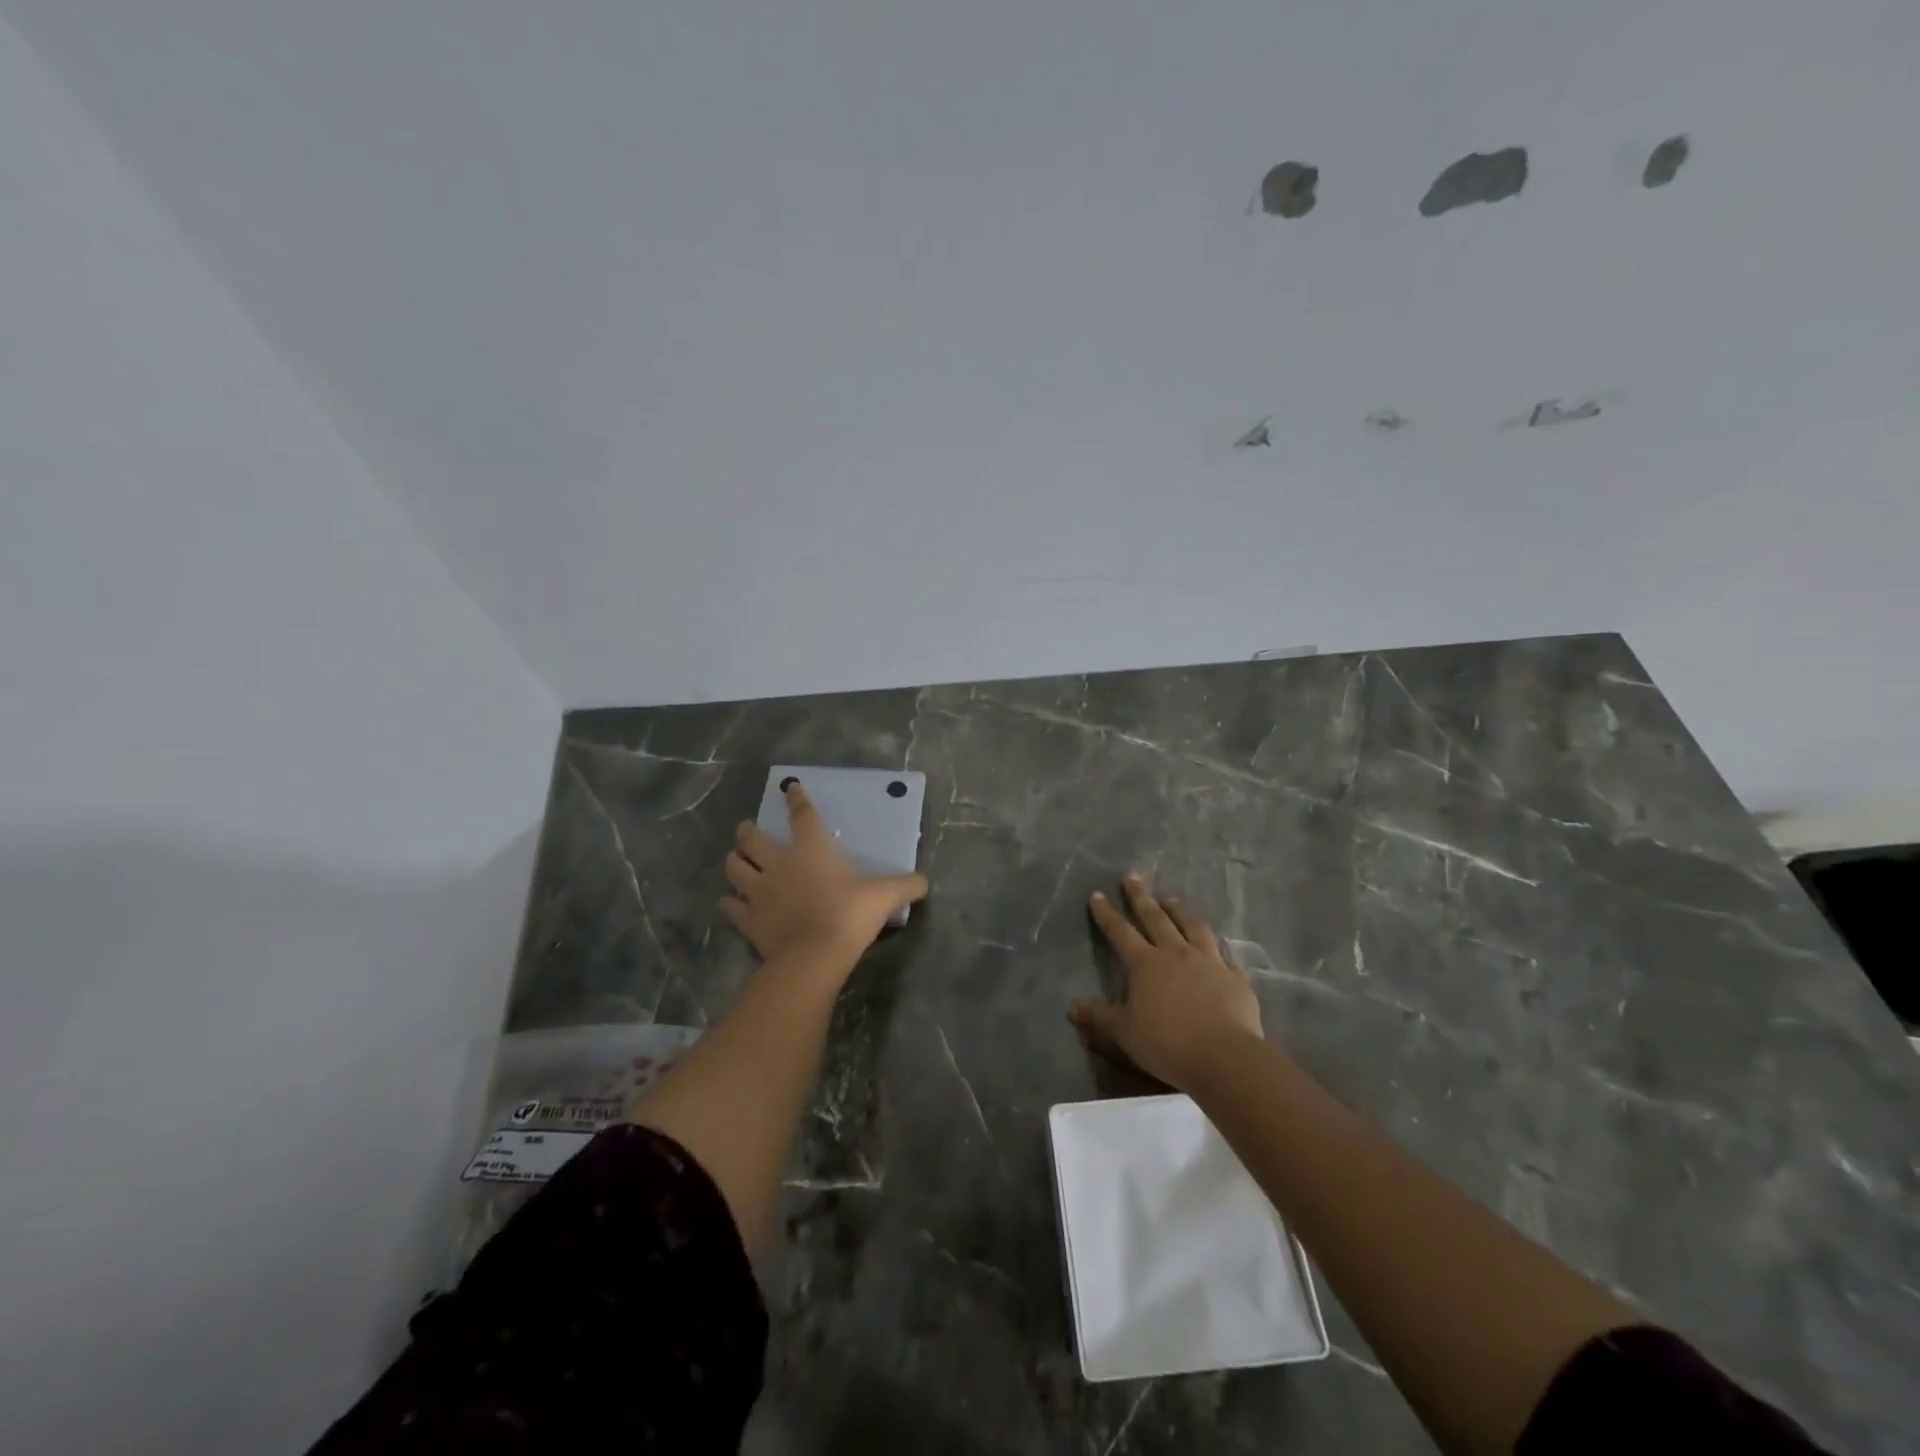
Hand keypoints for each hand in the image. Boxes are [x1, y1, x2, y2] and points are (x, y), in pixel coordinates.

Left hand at [722, 781, 928, 963]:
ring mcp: (759, 892)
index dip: (796, 799)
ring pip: (733, 868)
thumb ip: (906, 885)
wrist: (815, 955)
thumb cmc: (850, 915)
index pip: (802, 816)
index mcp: (812, 850)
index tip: (790, 788)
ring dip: (733, 862)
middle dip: (747, 831)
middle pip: (752, 839)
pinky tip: (730, 903)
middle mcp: (779, 863)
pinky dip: (729, 903)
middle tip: (747, 830)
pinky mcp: (748, 920)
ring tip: (736, 862)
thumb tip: (925, 881)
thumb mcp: (885, 896)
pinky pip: (731, 907)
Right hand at [1071, 873, 1262, 1089]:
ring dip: (1180, 911)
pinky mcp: (1235, 977)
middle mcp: (1176, 953)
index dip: (1106, 914)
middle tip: (1133, 875)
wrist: (1224, 1056)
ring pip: (1192, 927)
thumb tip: (1072, 1008)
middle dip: (1141, 896)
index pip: (1120, 932)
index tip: (1098, 894)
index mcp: (1145, 963)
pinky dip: (1219, 945)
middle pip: (1156, 918)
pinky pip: (1226, 954)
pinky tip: (1219, 943)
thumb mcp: (1124, 1033)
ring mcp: (1209, 962)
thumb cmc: (1167, 1042)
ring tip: (1171, 898)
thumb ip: (1099, 1017)